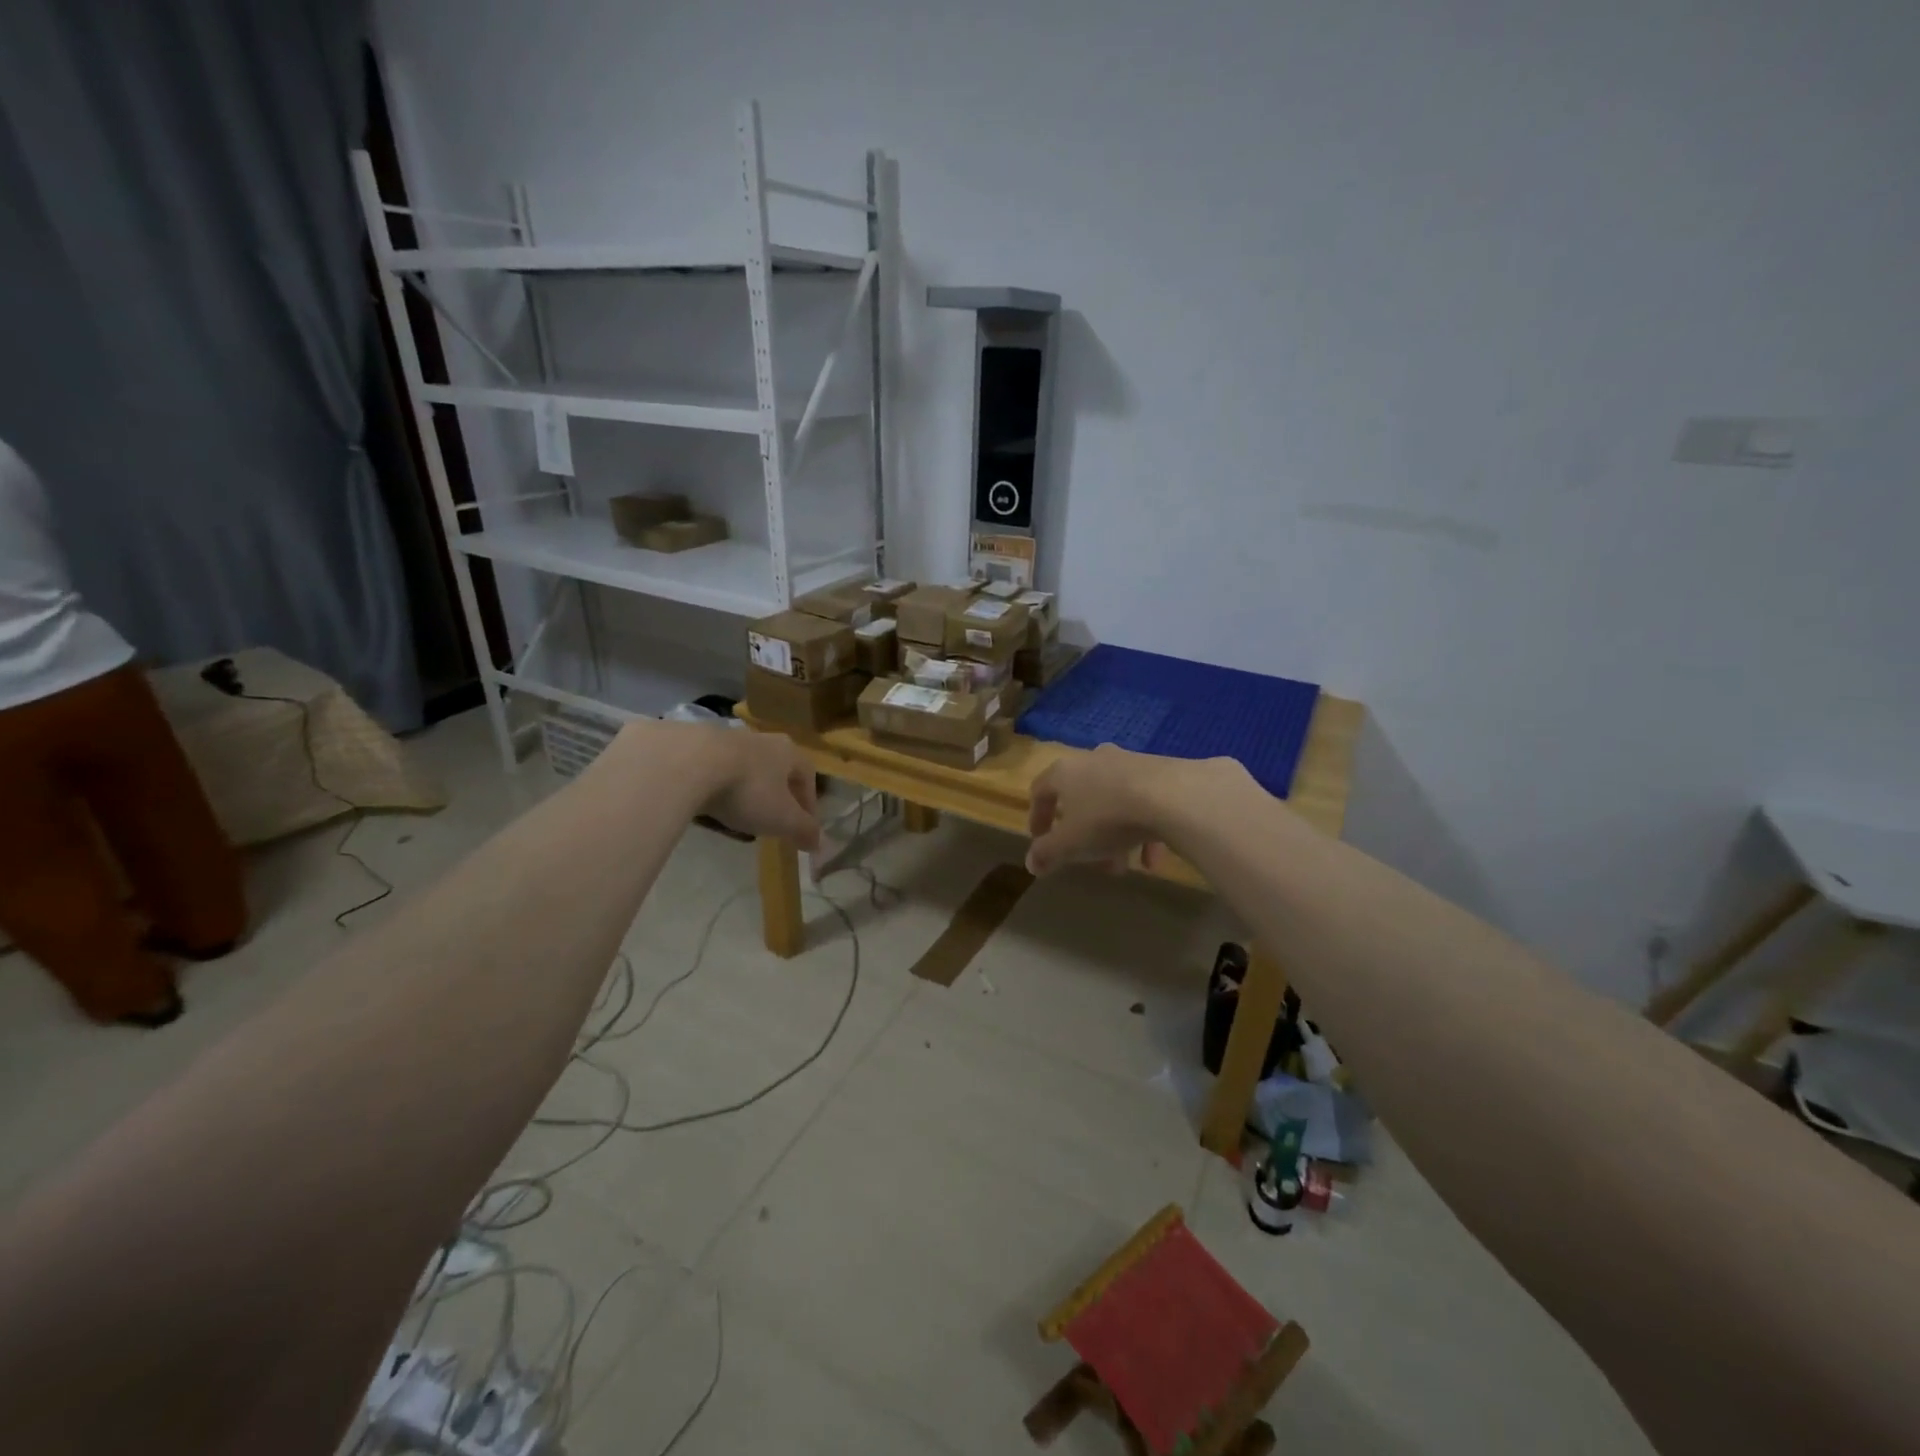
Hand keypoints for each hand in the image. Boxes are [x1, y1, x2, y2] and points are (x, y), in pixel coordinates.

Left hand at [642, 724, 821, 849]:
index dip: (808, 805)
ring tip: (738, 817)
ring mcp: (727, 739)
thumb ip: (803, 830)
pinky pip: (714, 771)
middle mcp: (762, 740)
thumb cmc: (748, 790)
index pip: (808, 777)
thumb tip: (819, 843)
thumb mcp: (782, 819)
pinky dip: (717, 788)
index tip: (804, 828)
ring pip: (745, 769)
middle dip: (778, 796)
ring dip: (746, 792)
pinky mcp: (696, 744)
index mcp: (789, 752)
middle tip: (773, 821)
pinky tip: (708, 805)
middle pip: (777, 770)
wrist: (689, 763)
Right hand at [1026, 744, 1184, 875]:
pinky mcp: (1161, 771)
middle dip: (1082, 833)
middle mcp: (1094, 760)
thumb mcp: (1071, 843)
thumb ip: (1047, 854)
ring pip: (1113, 801)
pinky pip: (1143, 802)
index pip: (1040, 790)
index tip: (1040, 841)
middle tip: (1087, 860)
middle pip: (1080, 797)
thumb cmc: (1108, 818)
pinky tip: (1153, 859)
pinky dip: (1142, 829)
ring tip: (1123, 866)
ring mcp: (1129, 762)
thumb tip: (1031, 864)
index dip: (1037, 817)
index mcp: (1065, 771)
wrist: (1173, 797)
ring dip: (1113, 836)